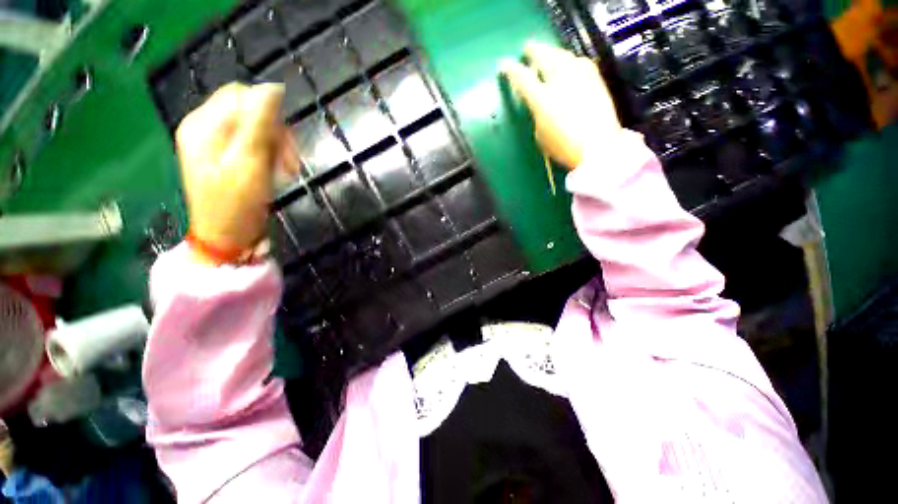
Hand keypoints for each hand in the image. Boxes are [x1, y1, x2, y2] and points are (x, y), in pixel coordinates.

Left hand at [175, 82, 298, 263]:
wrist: (228, 237)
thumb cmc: (236, 203)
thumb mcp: (250, 163)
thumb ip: (259, 125)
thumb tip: (273, 89)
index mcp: (202, 125)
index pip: (241, 96)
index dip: (268, 114)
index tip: (286, 144)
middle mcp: (204, 128)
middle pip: (247, 111)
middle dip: (274, 133)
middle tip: (288, 162)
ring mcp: (214, 144)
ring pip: (254, 128)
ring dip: (275, 146)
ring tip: (283, 170)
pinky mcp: (226, 157)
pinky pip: (253, 143)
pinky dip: (269, 155)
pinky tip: (274, 170)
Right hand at [501, 41, 621, 168]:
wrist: (598, 147)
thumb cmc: (564, 148)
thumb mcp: (541, 135)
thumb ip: (537, 113)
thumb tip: (538, 102)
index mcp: (542, 100)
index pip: (523, 78)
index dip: (511, 70)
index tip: (504, 65)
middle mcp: (560, 81)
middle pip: (544, 56)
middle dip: (533, 51)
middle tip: (527, 49)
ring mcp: (580, 77)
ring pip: (563, 55)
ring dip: (552, 52)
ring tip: (547, 54)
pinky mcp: (595, 78)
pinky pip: (579, 61)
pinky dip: (570, 60)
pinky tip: (568, 64)